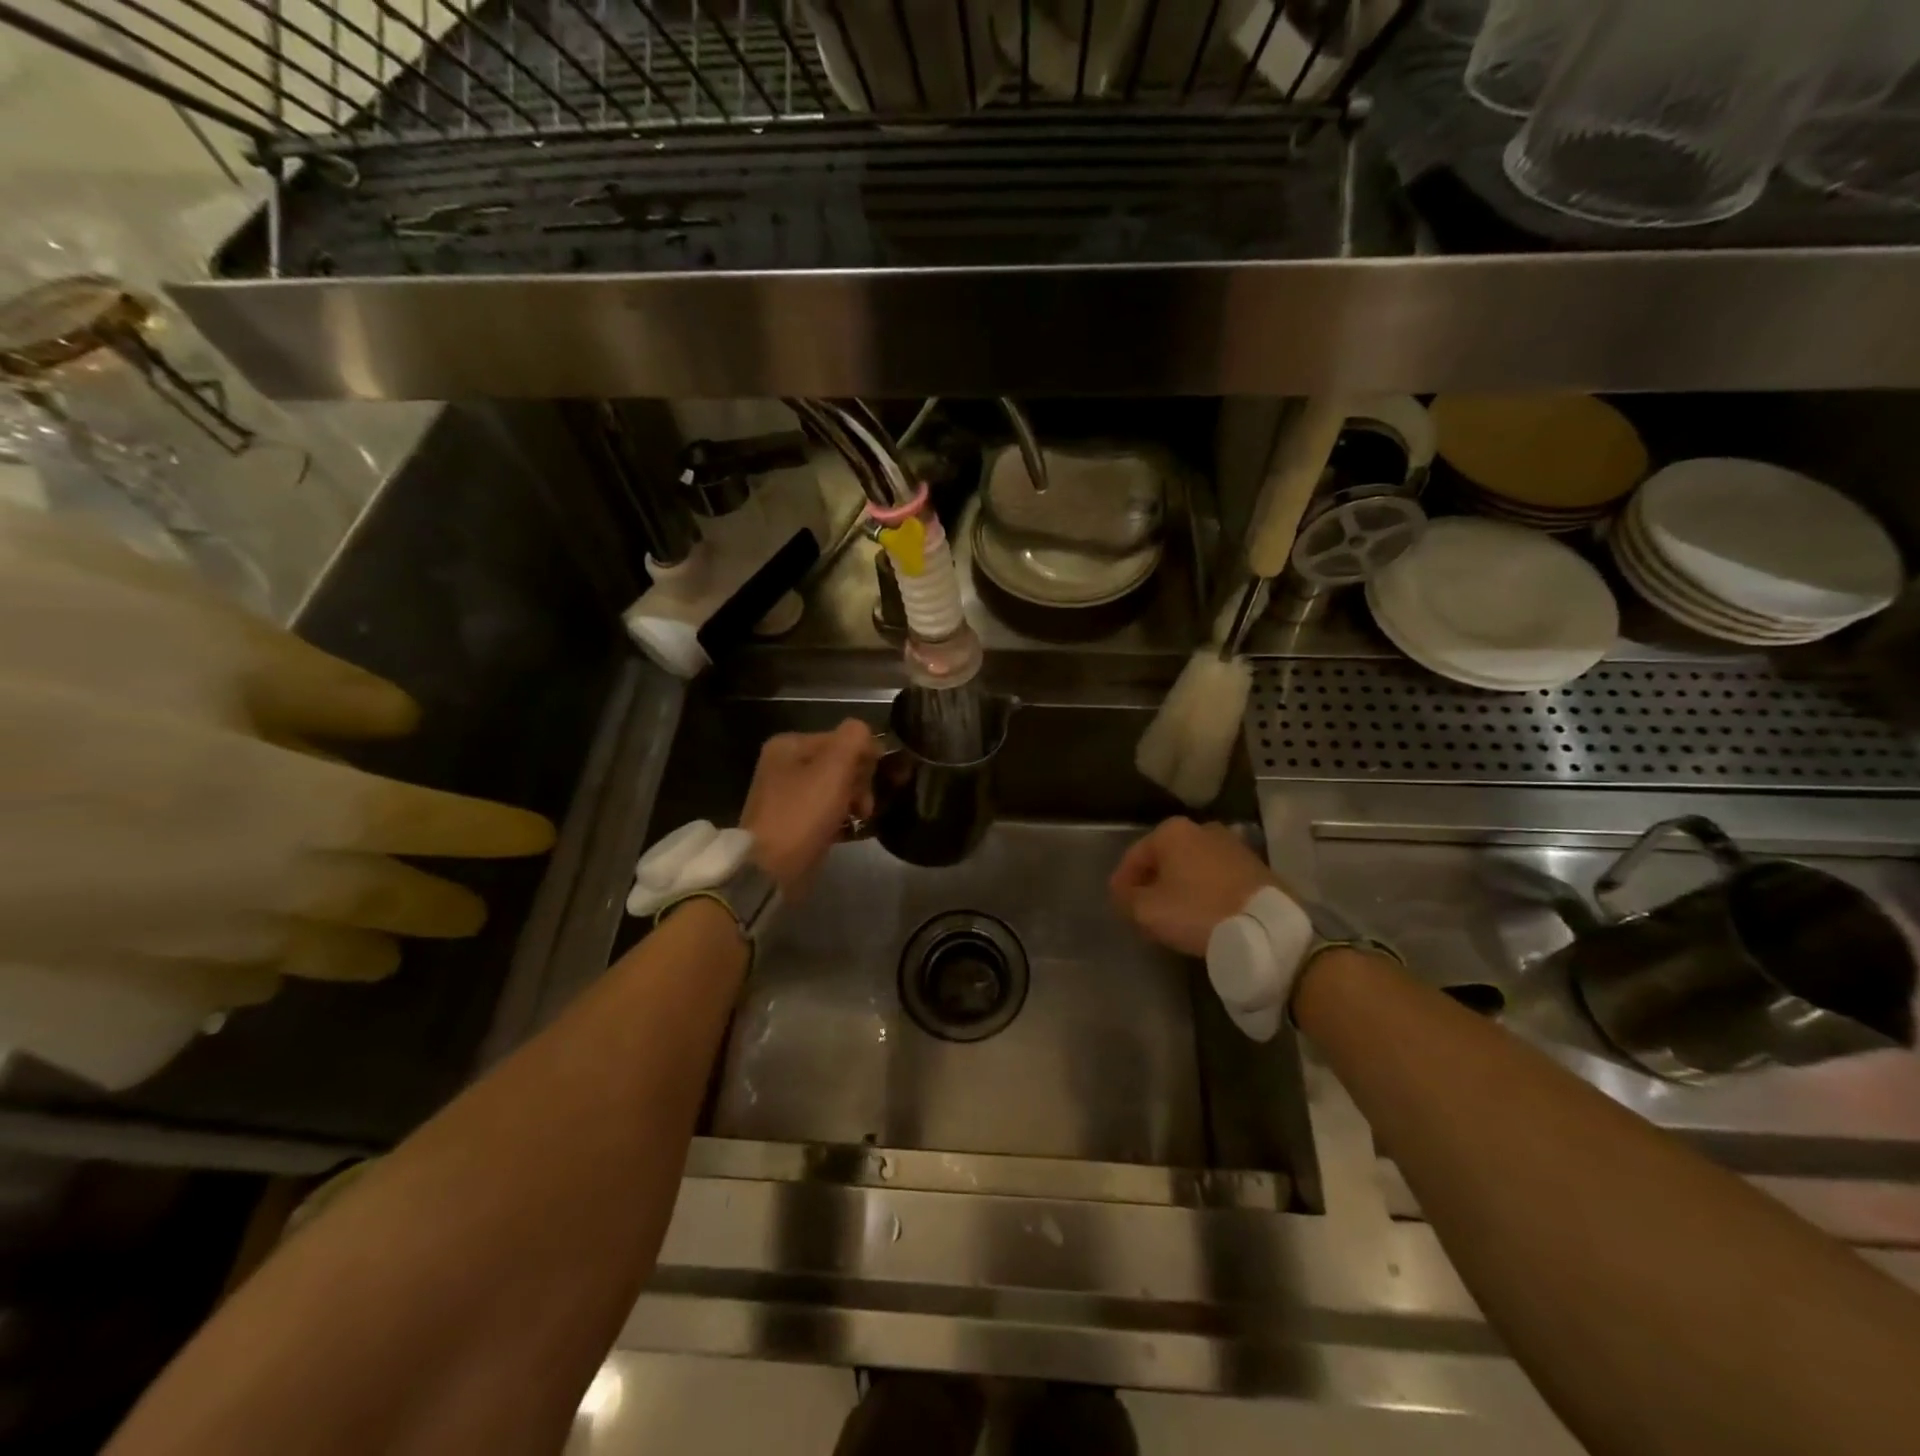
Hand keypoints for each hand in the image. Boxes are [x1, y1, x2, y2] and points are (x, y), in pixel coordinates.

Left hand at [740, 719, 878, 899]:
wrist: (772, 870)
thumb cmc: (803, 813)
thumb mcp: (834, 767)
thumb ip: (855, 739)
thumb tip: (867, 735)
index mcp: (788, 745)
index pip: (842, 739)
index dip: (864, 758)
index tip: (872, 783)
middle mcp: (784, 765)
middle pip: (840, 764)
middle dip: (859, 782)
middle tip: (864, 807)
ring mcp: (787, 796)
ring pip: (836, 789)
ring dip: (854, 802)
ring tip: (860, 820)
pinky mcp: (793, 824)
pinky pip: (827, 812)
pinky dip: (842, 819)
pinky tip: (853, 830)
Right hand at [1110, 816, 1278, 956]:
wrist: (1266, 926)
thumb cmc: (1198, 911)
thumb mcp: (1148, 910)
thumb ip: (1127, 899)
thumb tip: (1124, 894)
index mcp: (1172, 831)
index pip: (1134, 857)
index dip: (1121, 882)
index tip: (1118, 905)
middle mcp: (1202, 828)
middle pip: (1164, 859)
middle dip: (1152, 882)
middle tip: (1145, 910)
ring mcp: (1232, 845)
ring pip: (1191, 867)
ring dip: (1179, 887)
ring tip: (1175, 916)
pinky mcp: (1255, 866)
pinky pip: (1216, 877)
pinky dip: (1204, 891)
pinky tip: (1203, 914)